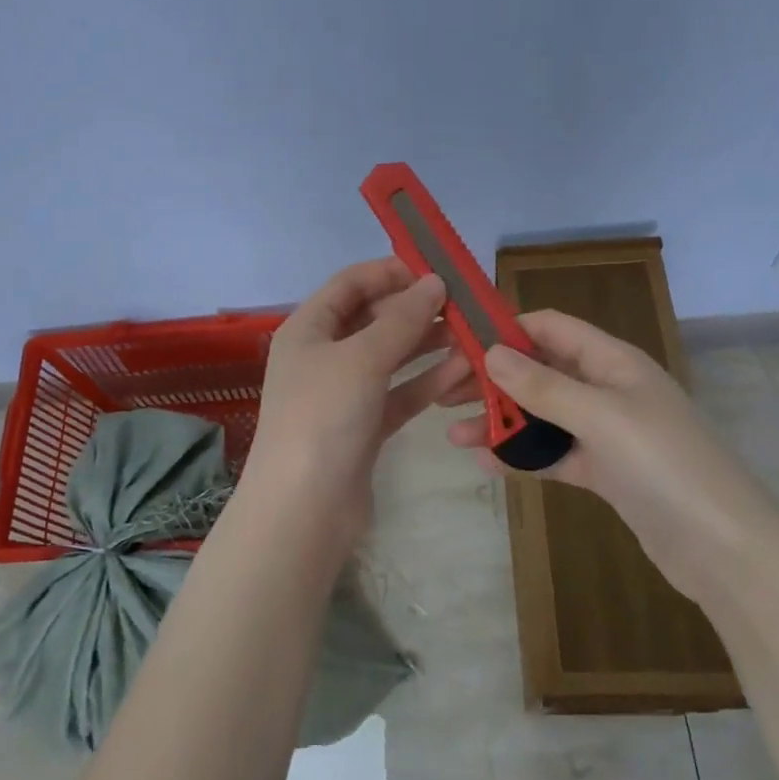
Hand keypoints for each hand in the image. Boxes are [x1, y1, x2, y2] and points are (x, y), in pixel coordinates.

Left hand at [241, 259, 469, 551]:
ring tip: (474, 335)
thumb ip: (401, 319)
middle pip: (373, 318)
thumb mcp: (361, 358)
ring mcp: (344, 392)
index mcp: (308, 328)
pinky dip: (427, 381)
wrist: (304, 509)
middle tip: (465, 305)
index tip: (437, 270)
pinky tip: (463, 371)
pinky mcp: (365, 425)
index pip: (350, 284)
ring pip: (392, 357)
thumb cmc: (323, 416)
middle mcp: (324, 355)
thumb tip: (435, 282)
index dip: (391, 271)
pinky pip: (400, 392)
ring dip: (428, 344)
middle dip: (417, 309)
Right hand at [446, 309, 778, 599]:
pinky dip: (522, 455)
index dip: (505, 329)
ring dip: (501, 420)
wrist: (724, 549)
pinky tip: (486, 462)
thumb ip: (543, 385)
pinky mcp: (605, 471)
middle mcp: (607, 389)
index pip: (550, 327)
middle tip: (445, 392)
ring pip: (542, 415)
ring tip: (454, 433)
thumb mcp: (600, 416)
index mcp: (613, 361)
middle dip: (493, 379)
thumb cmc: (663, 464)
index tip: (458, 341)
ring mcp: (606, 432)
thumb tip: (492, 352)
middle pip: (540, 371)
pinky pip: (553, 453)